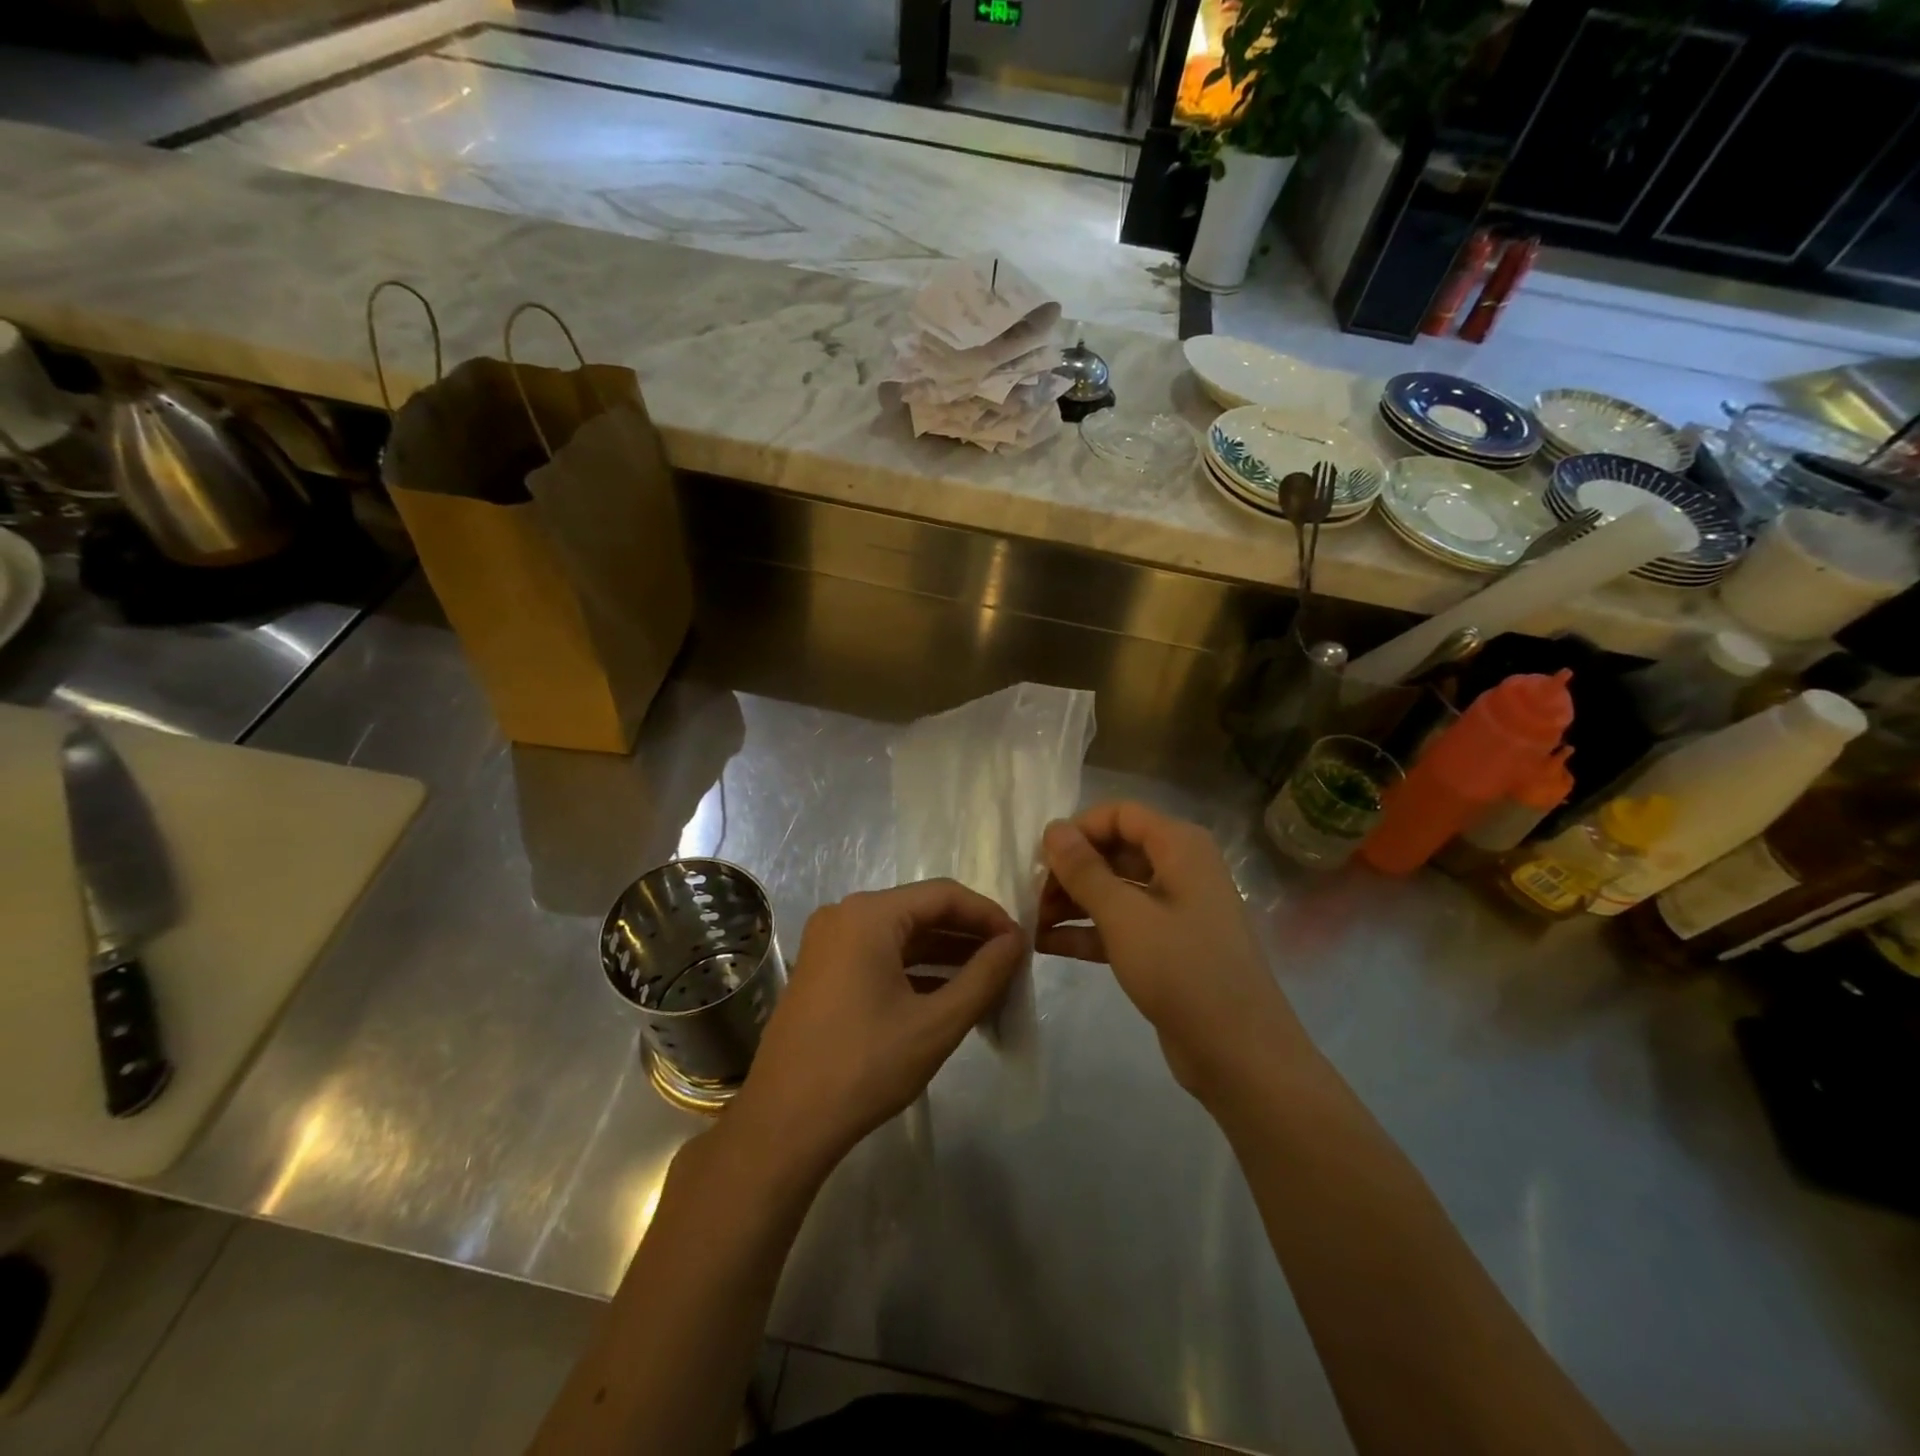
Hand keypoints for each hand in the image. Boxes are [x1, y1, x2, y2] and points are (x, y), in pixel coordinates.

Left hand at [725, 880, 1025, 1180]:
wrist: (784, 1124)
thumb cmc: (864, 1067)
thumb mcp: (936, 1023)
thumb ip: (983, 976)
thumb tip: (1016, 941)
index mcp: (869, 915)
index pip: (944, 895)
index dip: (988, 915)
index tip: (1021, 944)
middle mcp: (845, 916)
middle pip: (921, 912)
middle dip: (968, 936)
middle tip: (1010, 964)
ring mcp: (830, 943)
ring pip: (902, 936)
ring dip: (945, 955)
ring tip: (989, 981)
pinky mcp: (824, 971)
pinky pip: (881, 956)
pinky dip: (916, 970)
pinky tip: (949, 995)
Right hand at [1037, 801, 1304, 1097]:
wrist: (1240, 1054)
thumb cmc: (1183, 970)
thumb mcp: (1125, 916)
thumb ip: (1084, 870)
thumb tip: (1053, 828)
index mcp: (1180, 847)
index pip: (1119, 815)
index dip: (1078, 830)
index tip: (1041, 860)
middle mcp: (1180, 869)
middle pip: (1114, 851)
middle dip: (1071, 870)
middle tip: (1032, 897)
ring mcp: (1174, 910)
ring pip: (1114, 890)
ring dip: (1073, 902)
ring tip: (1033, 923)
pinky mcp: (1167, 948)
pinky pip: (1120, 925)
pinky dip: (1087, 931)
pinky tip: (1047, 945)